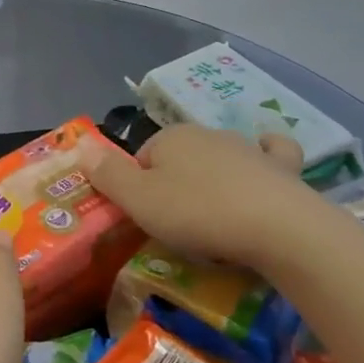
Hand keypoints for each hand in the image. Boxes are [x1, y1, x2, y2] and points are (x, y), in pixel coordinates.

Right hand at [81, 123, 313, 270]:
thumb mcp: (139, 201)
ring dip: (214, 179)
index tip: (146, 219)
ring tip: (215, 217)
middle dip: (174, 184)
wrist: (280, 229)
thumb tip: (81, 145)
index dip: (138, 189)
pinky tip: (264, 166)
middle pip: (179, 158)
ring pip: (220, 158)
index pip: (141, 159)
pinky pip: (272, 154)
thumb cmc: (199, 214)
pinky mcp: (282, 168)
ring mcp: (248, 148)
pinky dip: (266, 157)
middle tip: (178, 226)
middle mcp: (207, 133)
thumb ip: (107, 174)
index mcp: (170, 138)